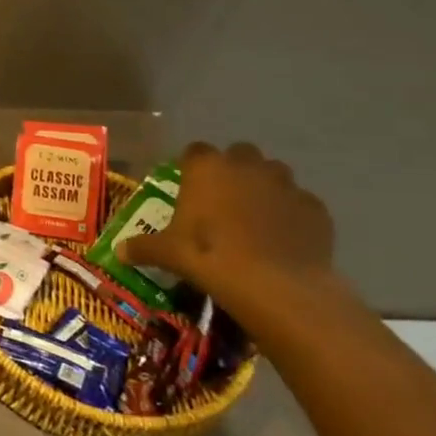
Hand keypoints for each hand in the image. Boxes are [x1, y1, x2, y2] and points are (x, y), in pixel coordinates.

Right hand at [117, 142, 344, 337]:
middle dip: (234, 170)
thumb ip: (143, 247)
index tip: (188, 185)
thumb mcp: (167, 253)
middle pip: (240, 153)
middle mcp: (247, 166)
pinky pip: (300, 203)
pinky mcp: (316, 208)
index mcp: (207, 168)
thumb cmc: (209, 256)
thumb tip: (119, 252)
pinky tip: (283, 238)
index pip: (195, 151)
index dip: (191, 166)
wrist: (275, 284)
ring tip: (255, 217)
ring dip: (265, 187)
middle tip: (223, 199)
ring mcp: (286, 184)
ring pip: (275, 174)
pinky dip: (292, 214)